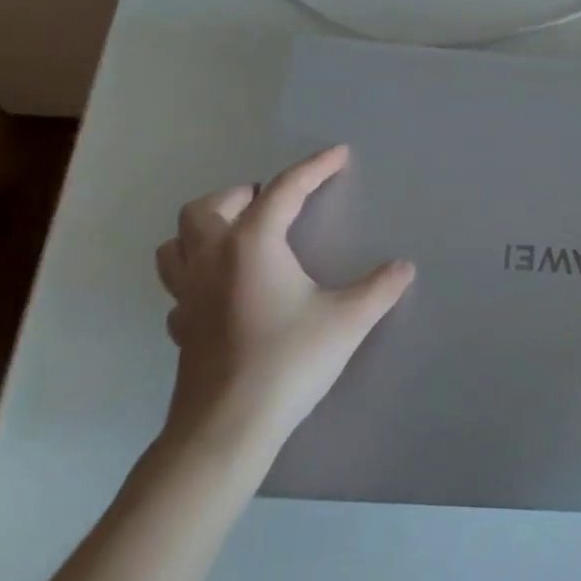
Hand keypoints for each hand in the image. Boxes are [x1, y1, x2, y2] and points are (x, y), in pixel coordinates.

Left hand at [154, 144, 413, 473]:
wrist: (228, 426)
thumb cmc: (289, 360)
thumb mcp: (347, 320)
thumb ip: (379, 288)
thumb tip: (403, 267)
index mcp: (252, 244)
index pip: (285, 190)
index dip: (315, 167)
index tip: (339, 154)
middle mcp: (212, 258)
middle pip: (210, 206)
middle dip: (243, 195)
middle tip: (275, 205)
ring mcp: (187, 294)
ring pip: (177, 243)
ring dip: (204, 229)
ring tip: (237, 237)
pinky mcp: (180, 327)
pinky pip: (179, 287)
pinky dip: (197, 277)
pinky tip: (222, 293)